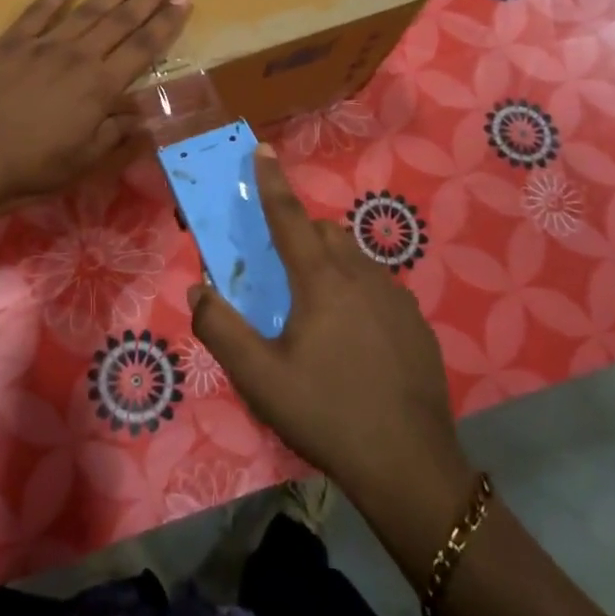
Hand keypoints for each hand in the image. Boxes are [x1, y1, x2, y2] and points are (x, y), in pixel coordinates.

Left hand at [0, 0, 190, 208]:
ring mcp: (43, 45)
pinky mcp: (10, 43)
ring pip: (88, 10)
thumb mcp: (82, 161)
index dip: (166, 23)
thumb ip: (115, 134)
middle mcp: (78, 57)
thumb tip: (143, 116)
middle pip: (121, 20)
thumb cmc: (30, 167)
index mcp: (100, 87)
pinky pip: (39, 11)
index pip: (143, 48)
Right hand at [187, 149, 471, 510]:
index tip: (263, 150)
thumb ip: (221, 329)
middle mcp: (361, 275)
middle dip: (299, 234)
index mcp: (321, 281)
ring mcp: (395, 298)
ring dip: (329, 263)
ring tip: (315, 309)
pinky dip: (356, 291)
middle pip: (324, 234)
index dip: (271, 182)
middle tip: (281, 271)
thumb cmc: (325, 414)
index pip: (289, 217)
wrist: (409, 465)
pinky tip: (353, 338)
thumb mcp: (259, 378)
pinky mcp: (416, 323)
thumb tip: (198, 289)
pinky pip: (378, 286)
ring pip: (354, 258)